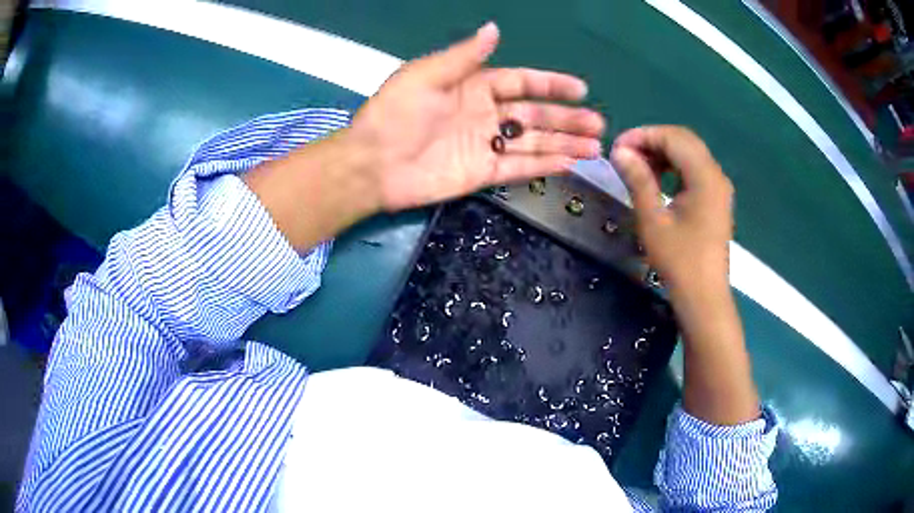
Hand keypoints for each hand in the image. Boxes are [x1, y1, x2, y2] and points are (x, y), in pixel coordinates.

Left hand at [346, 22, 604, 211]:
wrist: (372, 163)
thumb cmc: (396, 113)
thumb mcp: (427, 75)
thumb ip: (464, 57)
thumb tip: (495, 28)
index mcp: (473, 86)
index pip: (521, 82)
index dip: (551, 84)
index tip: (581, 88)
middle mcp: (484, 113)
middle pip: (534, 114)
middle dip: (567, 118)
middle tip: (598, 124)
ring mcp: (485, 145)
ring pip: (533, 142)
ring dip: (564, 143)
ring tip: (594, 147)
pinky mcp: (482, 174)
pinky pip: (518, 168)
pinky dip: (543, 165)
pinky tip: (568, 164)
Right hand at [609, 126, 733, 293]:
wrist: (704, 297)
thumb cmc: (679, 261)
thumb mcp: (653, 220)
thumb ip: (638, 180)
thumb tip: (620, 151)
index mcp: (705, 177)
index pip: (673, 138)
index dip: (643, 135)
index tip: (617, 147)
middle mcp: (716, 175)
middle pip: (684, 140)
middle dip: (652, 141)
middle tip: (625, 155)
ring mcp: (718, 186)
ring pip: (690, 153)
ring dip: (663, 152)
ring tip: (637, 166)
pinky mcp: (716, 198)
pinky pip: (694, 169)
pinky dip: (674, 166)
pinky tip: (657, 178)